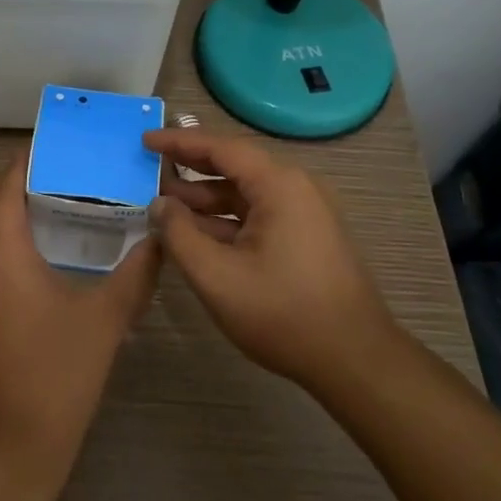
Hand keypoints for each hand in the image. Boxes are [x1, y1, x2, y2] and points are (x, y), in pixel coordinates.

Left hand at [0, 154, 160, 475]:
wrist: (11, 445)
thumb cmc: (60, 372)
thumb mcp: (107, 318)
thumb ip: (137, 272)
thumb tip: (159, 238)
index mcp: (1, 252)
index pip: (7, 188)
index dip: (26, 163)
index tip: (53, 148)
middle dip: (18, 188)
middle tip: (62, 179)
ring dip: (7, 219)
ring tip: (51, 213)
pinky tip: (34, 263)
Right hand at [143, 128, 401, 398]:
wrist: (355, 361)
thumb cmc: (283, 314)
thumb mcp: (217, 276)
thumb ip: (179, 235)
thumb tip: (159, 204)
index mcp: (279, 185)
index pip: (220, 147)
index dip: (179, 141)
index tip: (145, 139)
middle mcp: (296, 189)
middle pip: (234, 166)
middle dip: (190, 168)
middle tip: (149, 169)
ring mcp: (305, 214)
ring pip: (246, 194)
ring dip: (205, 199)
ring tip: (164, 206)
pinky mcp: (307, 238)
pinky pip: (259, 215)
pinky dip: (226, 219)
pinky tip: (197, 235)